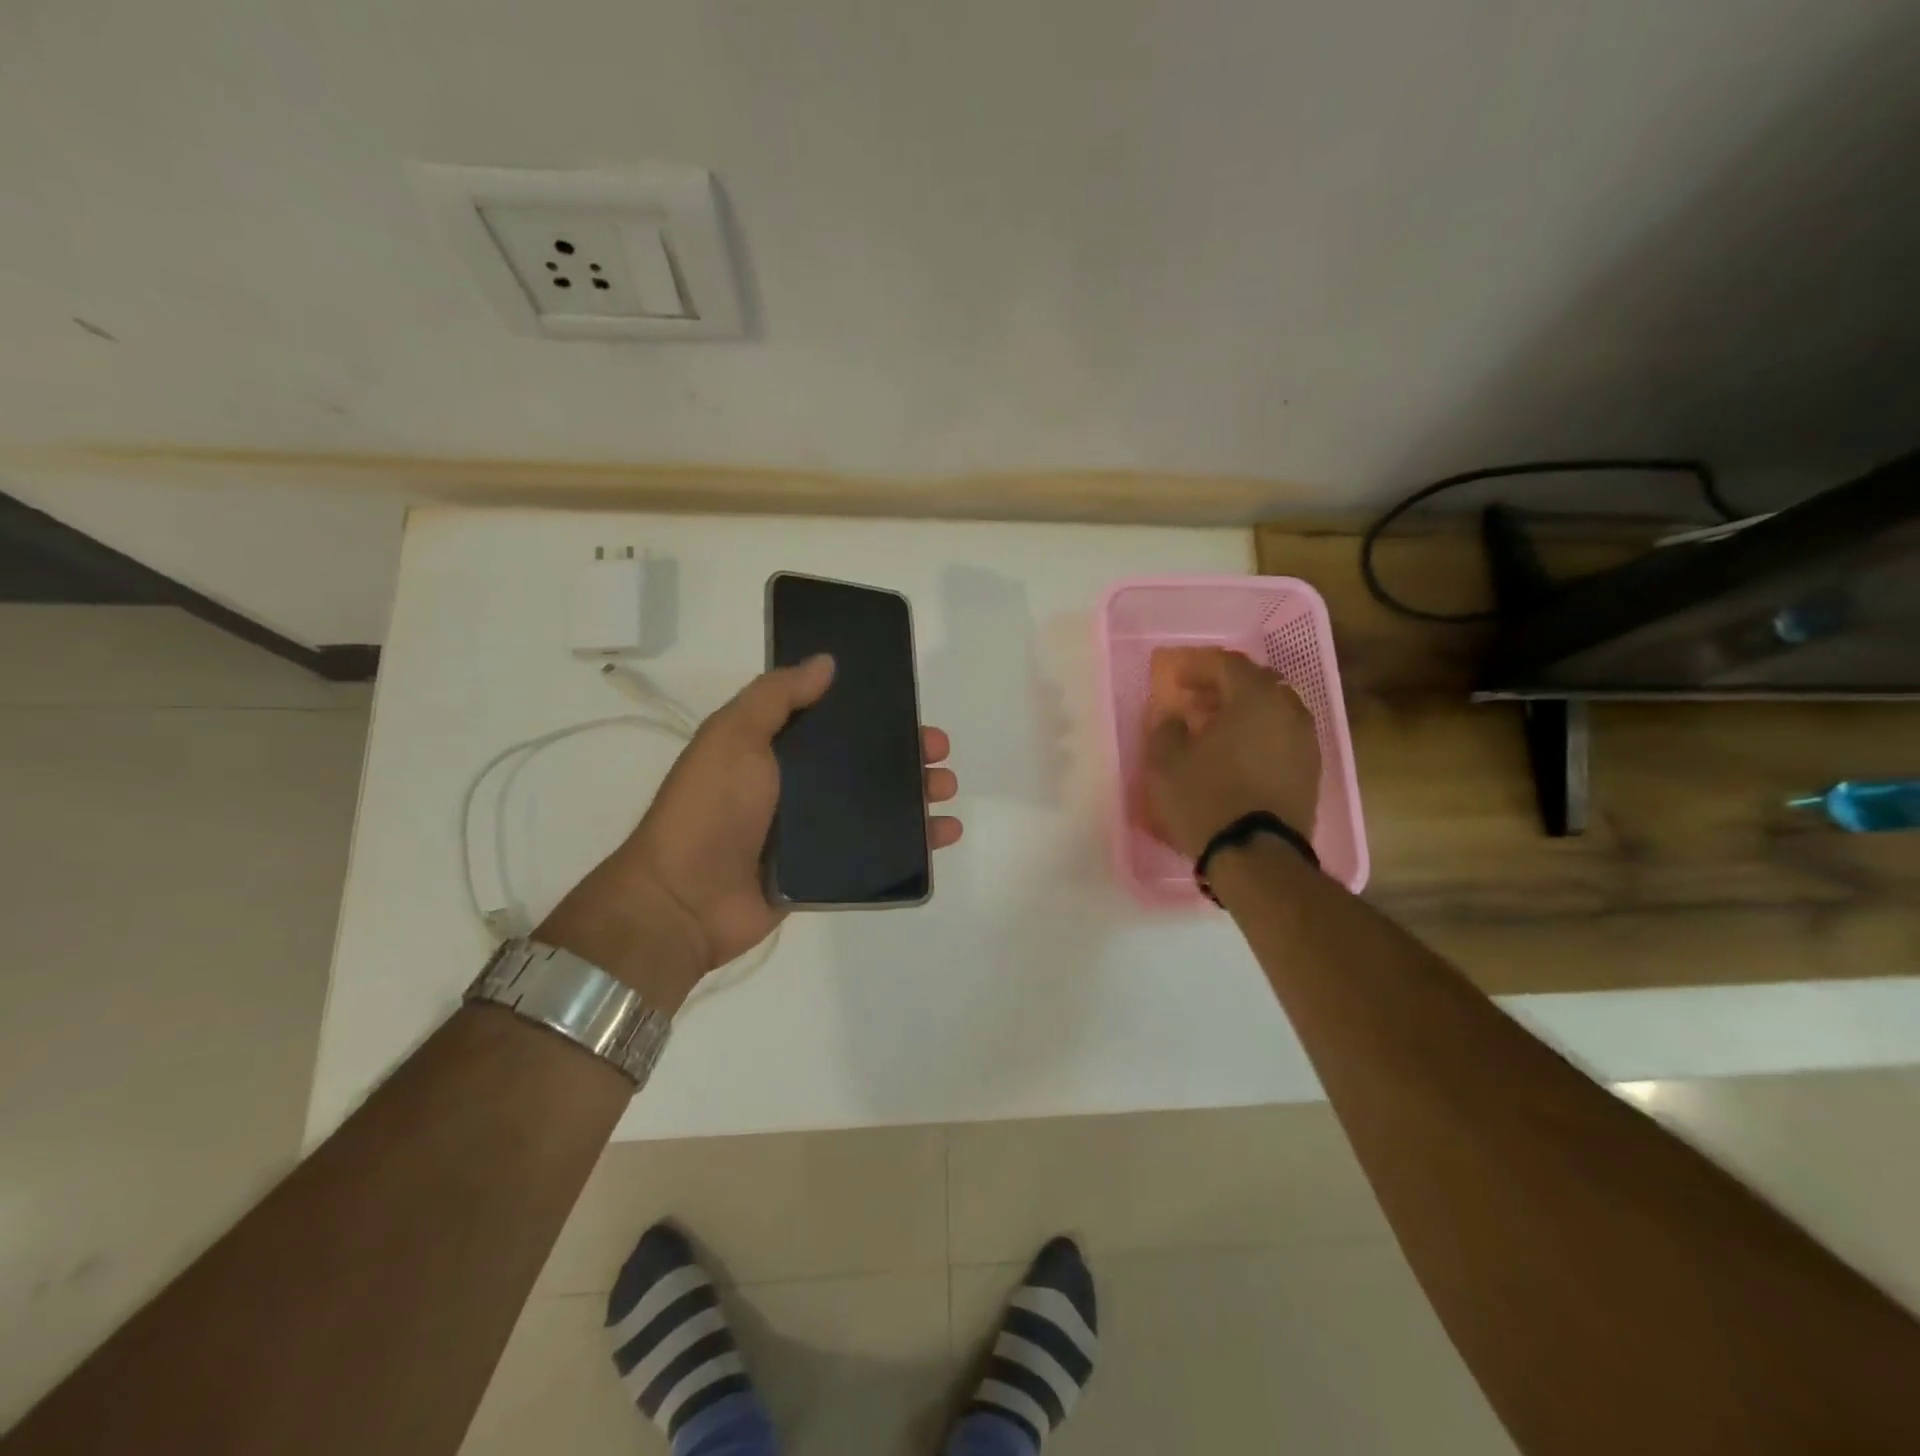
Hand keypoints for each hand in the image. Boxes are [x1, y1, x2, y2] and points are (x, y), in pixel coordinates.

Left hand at [536, 655, 961, 1010]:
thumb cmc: (711, 808)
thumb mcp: (735, 736)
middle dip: (906, 755)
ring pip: (877, 807)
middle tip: (939, 753)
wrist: (684, 901)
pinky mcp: (826, 870)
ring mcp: (813, 831)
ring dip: (917, 796)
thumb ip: (777, 696)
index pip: (836, 722)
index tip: (910, 707)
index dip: (874, 712)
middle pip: (864, 764)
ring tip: (946, 792)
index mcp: (776, 748)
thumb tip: (827, 661)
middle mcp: (797, 786)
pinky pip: (876, 852)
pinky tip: (942, 835)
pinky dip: (912, 844)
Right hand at [1141, 647, 1320, 858]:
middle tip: (1197, 701)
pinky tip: (1237, 756)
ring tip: (1216, 731)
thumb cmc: (1205, 799)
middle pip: (1258, 683)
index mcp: (1255, 698)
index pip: (1229, 664)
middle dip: (1226, 687)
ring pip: (1274, 711)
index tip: (1177, 680)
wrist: (1256, 856)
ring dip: (1245, 713)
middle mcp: (1289, 712)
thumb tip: (1176, 718)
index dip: (1199, 667)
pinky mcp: (1310, 773)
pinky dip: (1259, 736)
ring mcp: (1306, 743)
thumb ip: (1167, 729)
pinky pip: (1283, 738)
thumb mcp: (1166, 762)